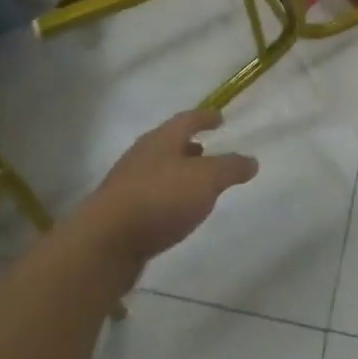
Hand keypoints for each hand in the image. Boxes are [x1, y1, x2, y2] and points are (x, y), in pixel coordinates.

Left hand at [76, 111, 258, 270]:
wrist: (105, 241)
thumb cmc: (160, 199)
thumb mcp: (206, 180)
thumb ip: (230, 168)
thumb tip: (251, 160)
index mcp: (162, 139)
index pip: (187, 119)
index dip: (205, 117)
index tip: (219, 118)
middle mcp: (142, 154)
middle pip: (168, 143)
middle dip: (188, 145)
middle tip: (206, 149)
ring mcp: (127, 182)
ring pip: (157, 168)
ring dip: (176, 171)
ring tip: (194, 183)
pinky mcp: (119, 210)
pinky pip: (149, 194)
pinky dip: (165, 195)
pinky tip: (174, 210)